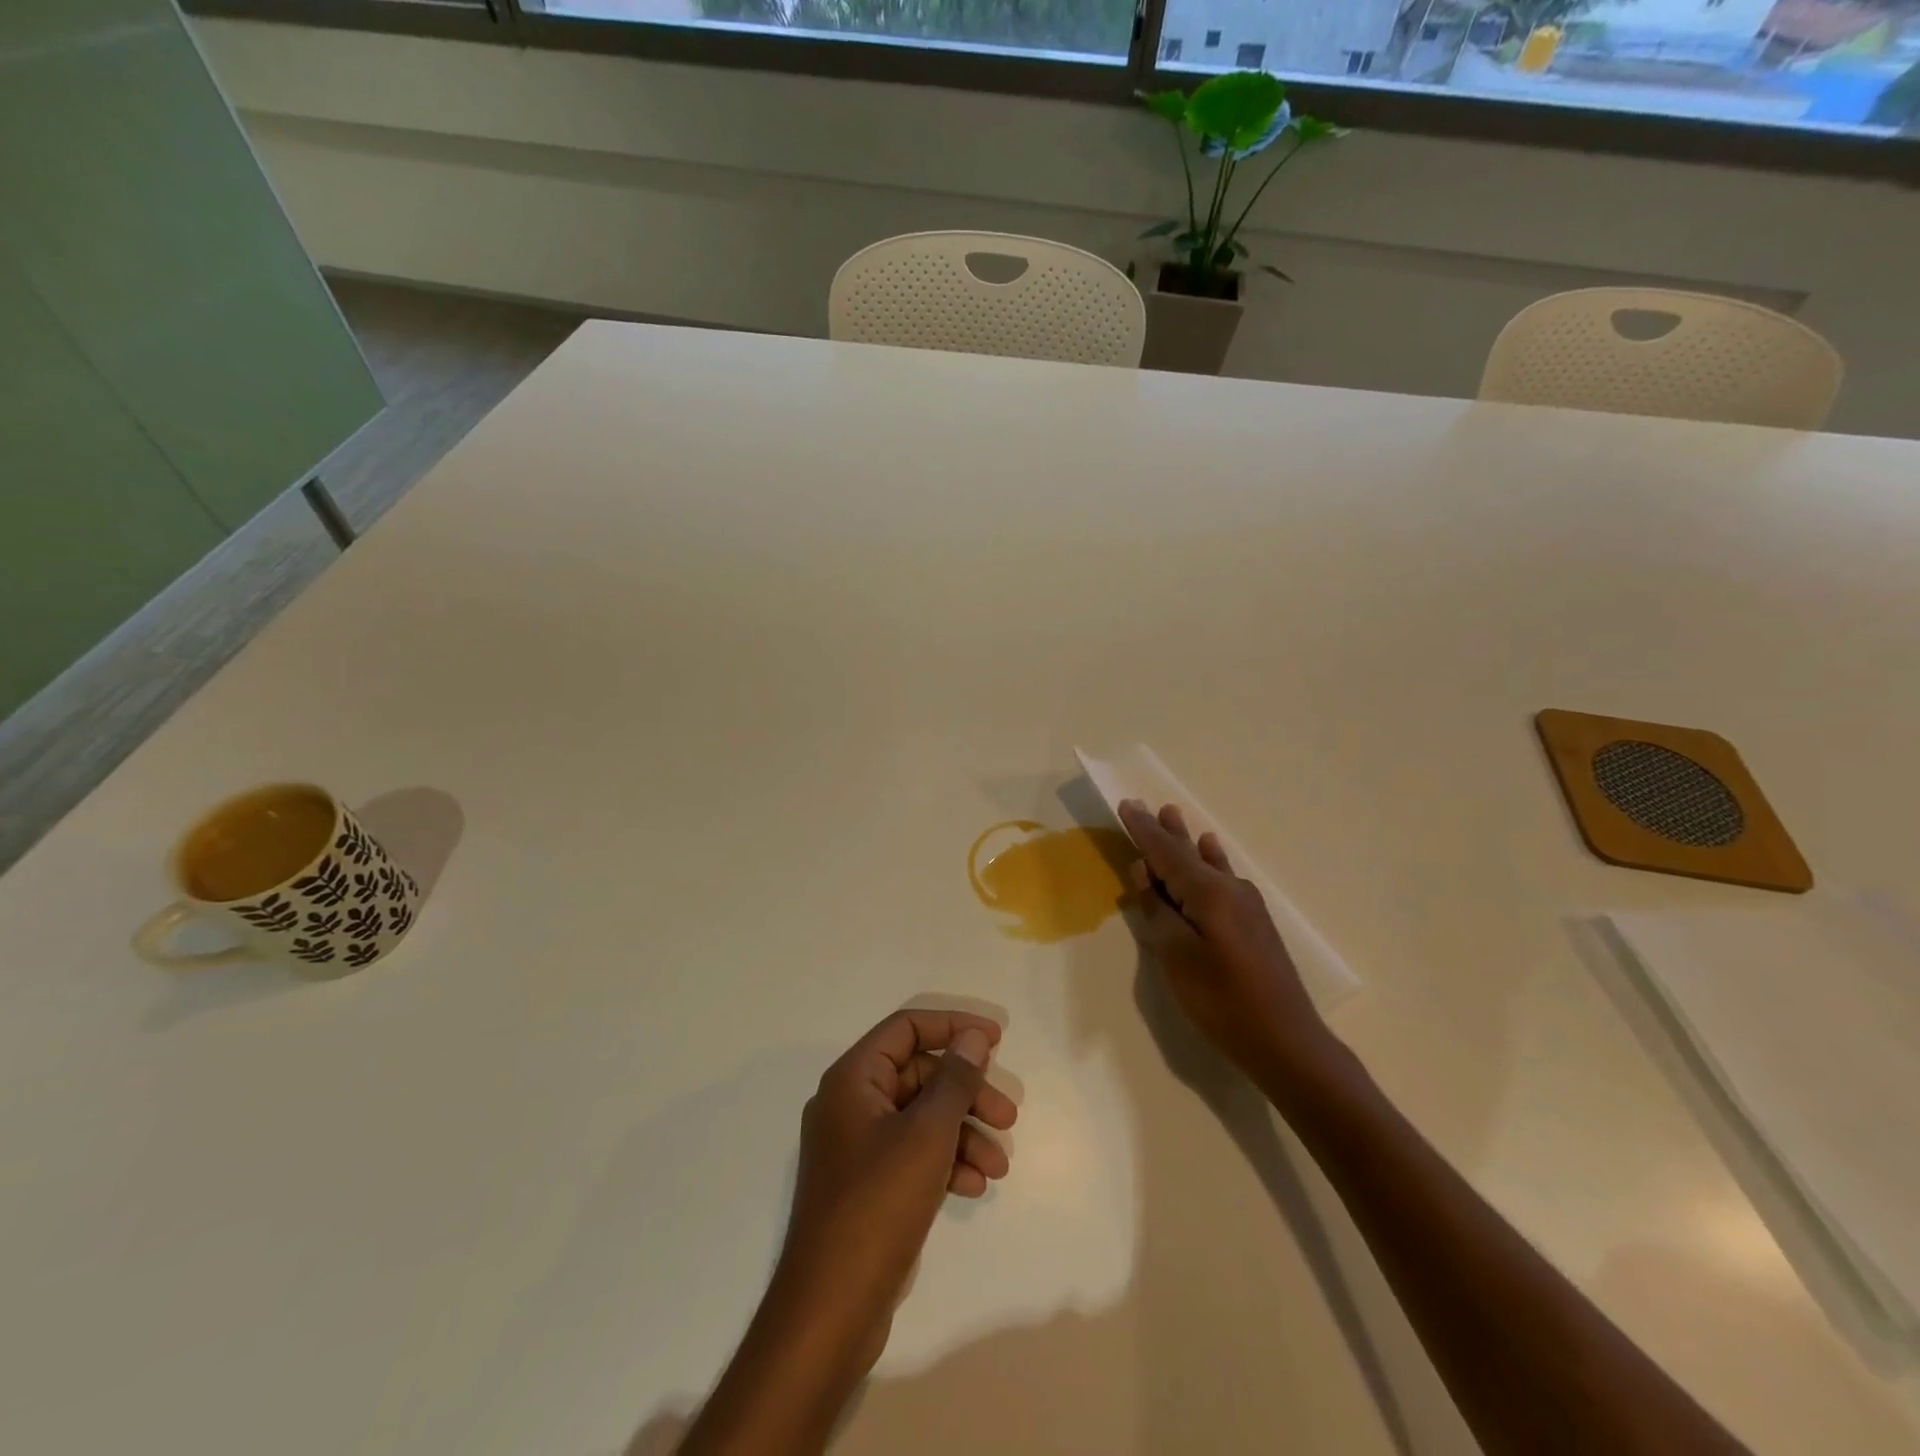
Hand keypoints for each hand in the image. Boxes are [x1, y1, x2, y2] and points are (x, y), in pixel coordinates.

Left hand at [777, 1009, 1016, 1367]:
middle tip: (1008, 1116)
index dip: (953, 1026)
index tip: (996, 1040)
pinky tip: (973, 1186)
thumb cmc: (877, 1205)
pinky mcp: (868, 1184)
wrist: (830, 1310)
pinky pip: (913, 1153)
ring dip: (963, 1133)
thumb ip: (954, 1080)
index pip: (906, 1029)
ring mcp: (858, 1146)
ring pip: (921, 1118)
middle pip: (919, 1075)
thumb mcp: (926, 1135)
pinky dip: (945, 1162)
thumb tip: (972, 1037)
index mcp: (853, 1079)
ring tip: (999, 1166)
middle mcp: (851, 1104)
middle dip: (967, 1093)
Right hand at [1119, 799, 1331, 1086]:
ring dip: (1186, 842)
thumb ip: (1158, 911)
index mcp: (1209, 893)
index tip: (1126, 805)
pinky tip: (1211, 851)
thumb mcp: (1177, 957)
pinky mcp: (1253, 923)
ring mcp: (1246, 905)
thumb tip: (1145, 873)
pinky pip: (1222, 879)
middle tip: (1146, 805)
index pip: (1166, 853)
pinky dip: (1209, 862)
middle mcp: (1230, 889)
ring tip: (1173, 816)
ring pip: (1207, 864)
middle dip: (1164, 832)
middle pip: (1188, 853)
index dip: (1143, 831)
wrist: (1285, 1042)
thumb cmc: (1222, 1001)